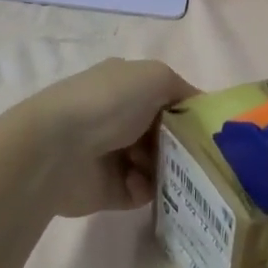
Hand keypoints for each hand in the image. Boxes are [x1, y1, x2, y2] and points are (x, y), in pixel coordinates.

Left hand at [20, 58, 196, 217]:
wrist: (56, 149)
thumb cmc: (108, 103)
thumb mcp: (155, 76)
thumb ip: (182, 89)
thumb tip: (197, 109)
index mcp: (127, 85)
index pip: (168, 97)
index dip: (189, 111)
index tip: (211, 128)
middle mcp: (119, 117)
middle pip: (166, 134)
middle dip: (183, 144)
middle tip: (199, 155)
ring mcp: (113, 153)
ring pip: (158, 164)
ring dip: (168, 168)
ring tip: (168, 170)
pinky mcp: (109, 189)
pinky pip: (142, 191)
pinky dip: (147, 188)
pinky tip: (140, 183)